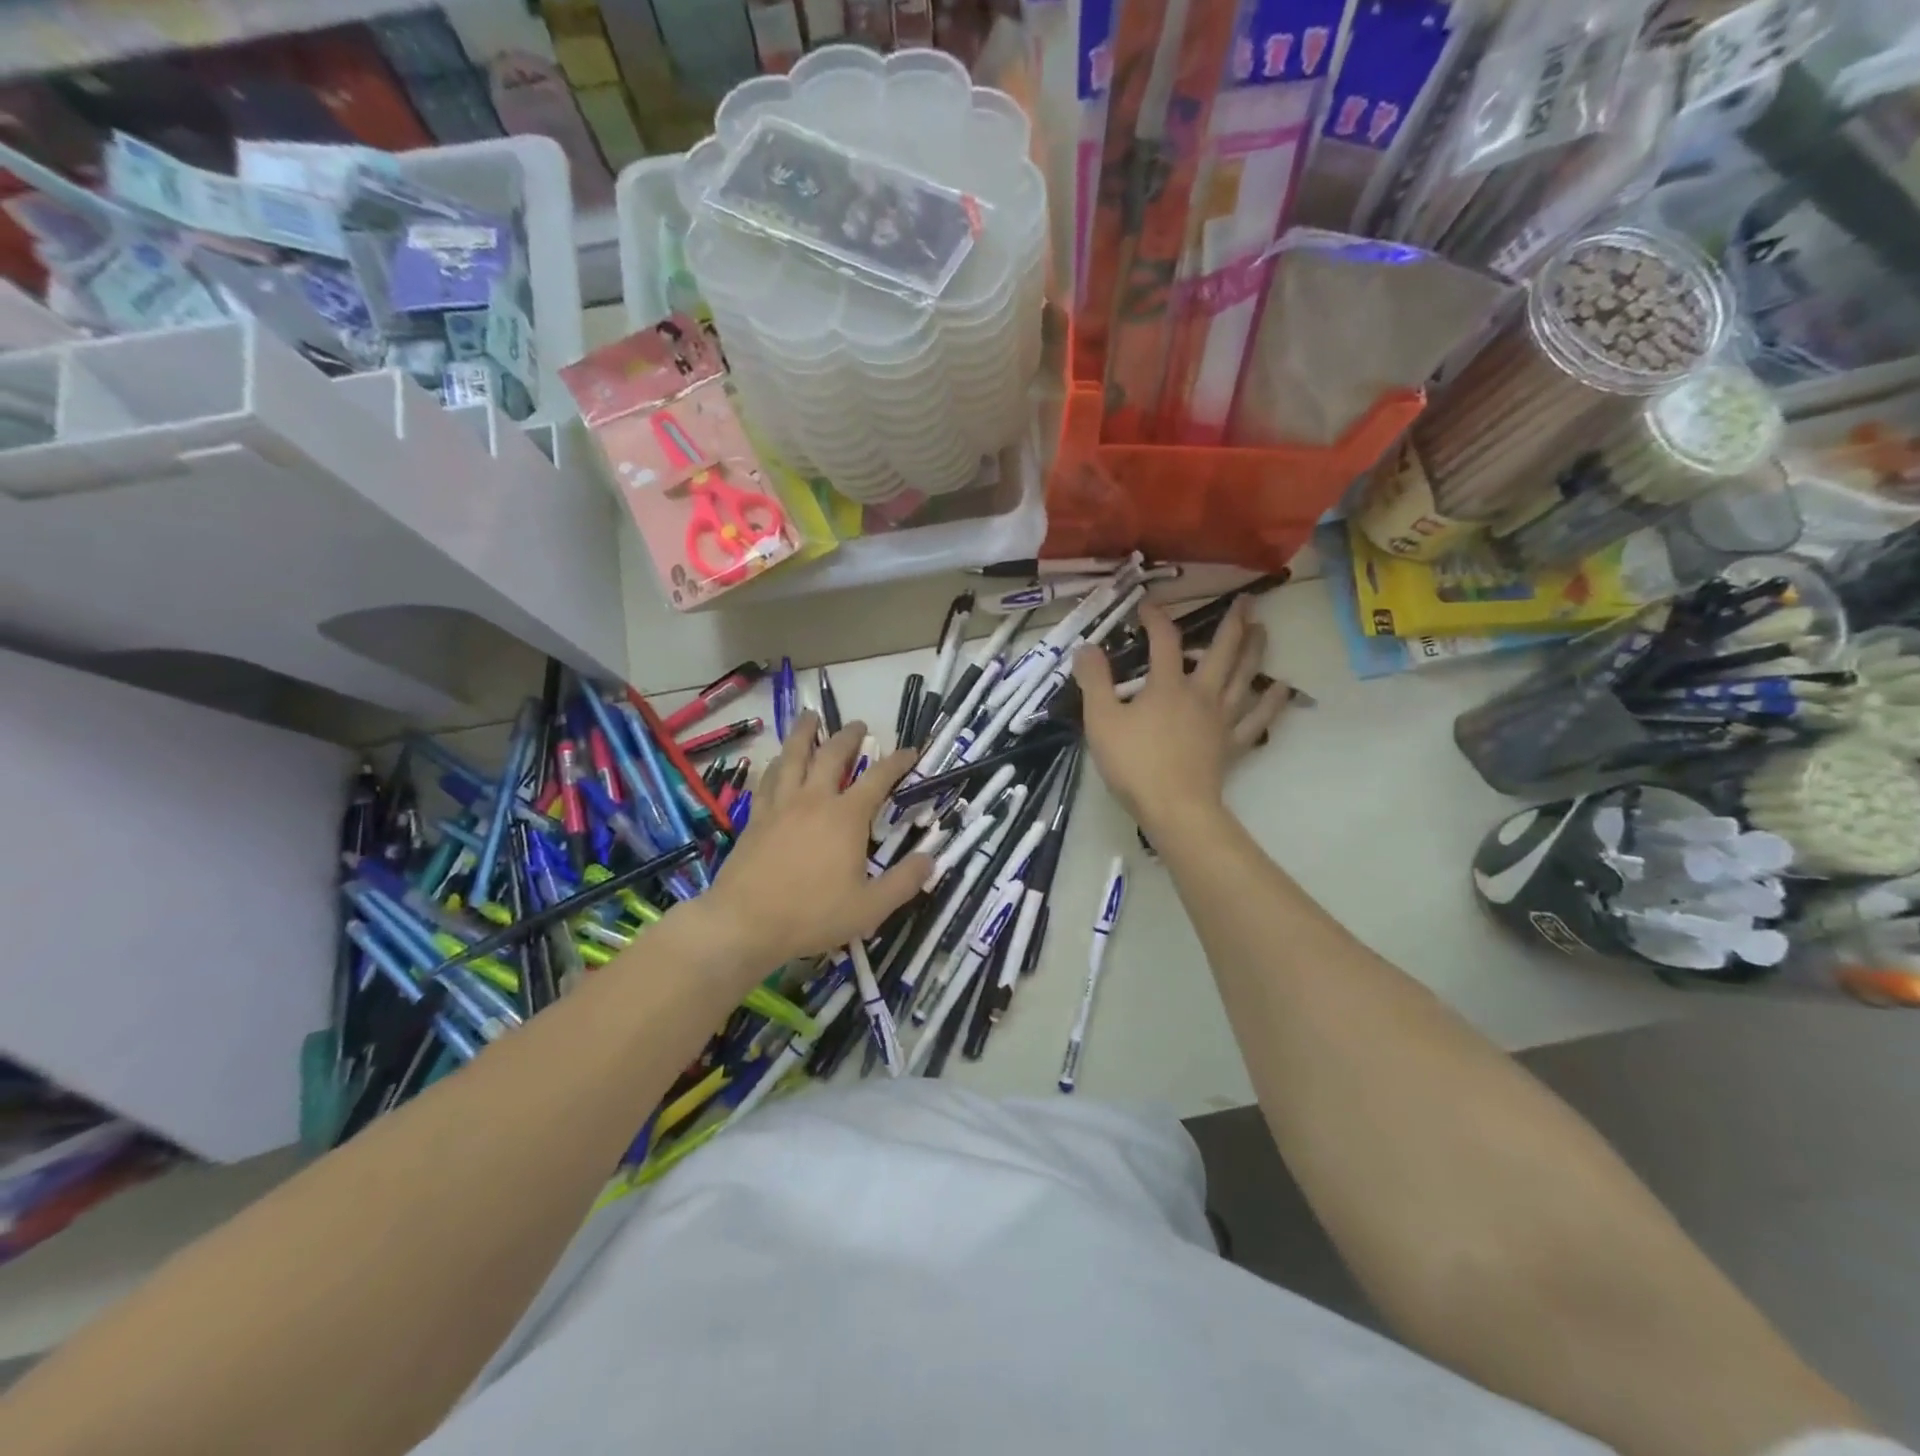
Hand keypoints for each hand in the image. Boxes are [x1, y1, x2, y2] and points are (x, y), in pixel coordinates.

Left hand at [703, 712, 931, 969]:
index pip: (878, 778)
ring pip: (793, 756)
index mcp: (846, 817)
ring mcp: (781, 805)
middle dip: (849, 736)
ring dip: (804, 733)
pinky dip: (777, 763)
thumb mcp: (870, 907)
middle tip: (859, 725)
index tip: (911, 751)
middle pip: (832, 755)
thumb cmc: (812, 915)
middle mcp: (814, 800)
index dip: (897, 761)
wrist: (745, 923)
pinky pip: (768, 779)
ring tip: (810, 717)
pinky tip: (777, 761)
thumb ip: (904, 882)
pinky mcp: (757, 817)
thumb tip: (931, 859)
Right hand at [1072, 597, 1290, 835]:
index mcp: (1167, 686)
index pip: (1164, 642)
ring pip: (1244, 677)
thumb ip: (1094, 681)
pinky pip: (1258, 719)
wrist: (1174, 807)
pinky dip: (1272, 702)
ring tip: (1263, 630)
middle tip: (1247, 600)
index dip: (1157, 619)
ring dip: (1255, 651)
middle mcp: (1201, 694)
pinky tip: (1283, 688)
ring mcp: (1221, 719)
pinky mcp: (1232, 744)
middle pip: (1221, 651)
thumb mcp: (1101, 720)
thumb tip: (1087, 648)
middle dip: (1233, 623)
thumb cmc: (1134, 764)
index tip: (1147, 604)